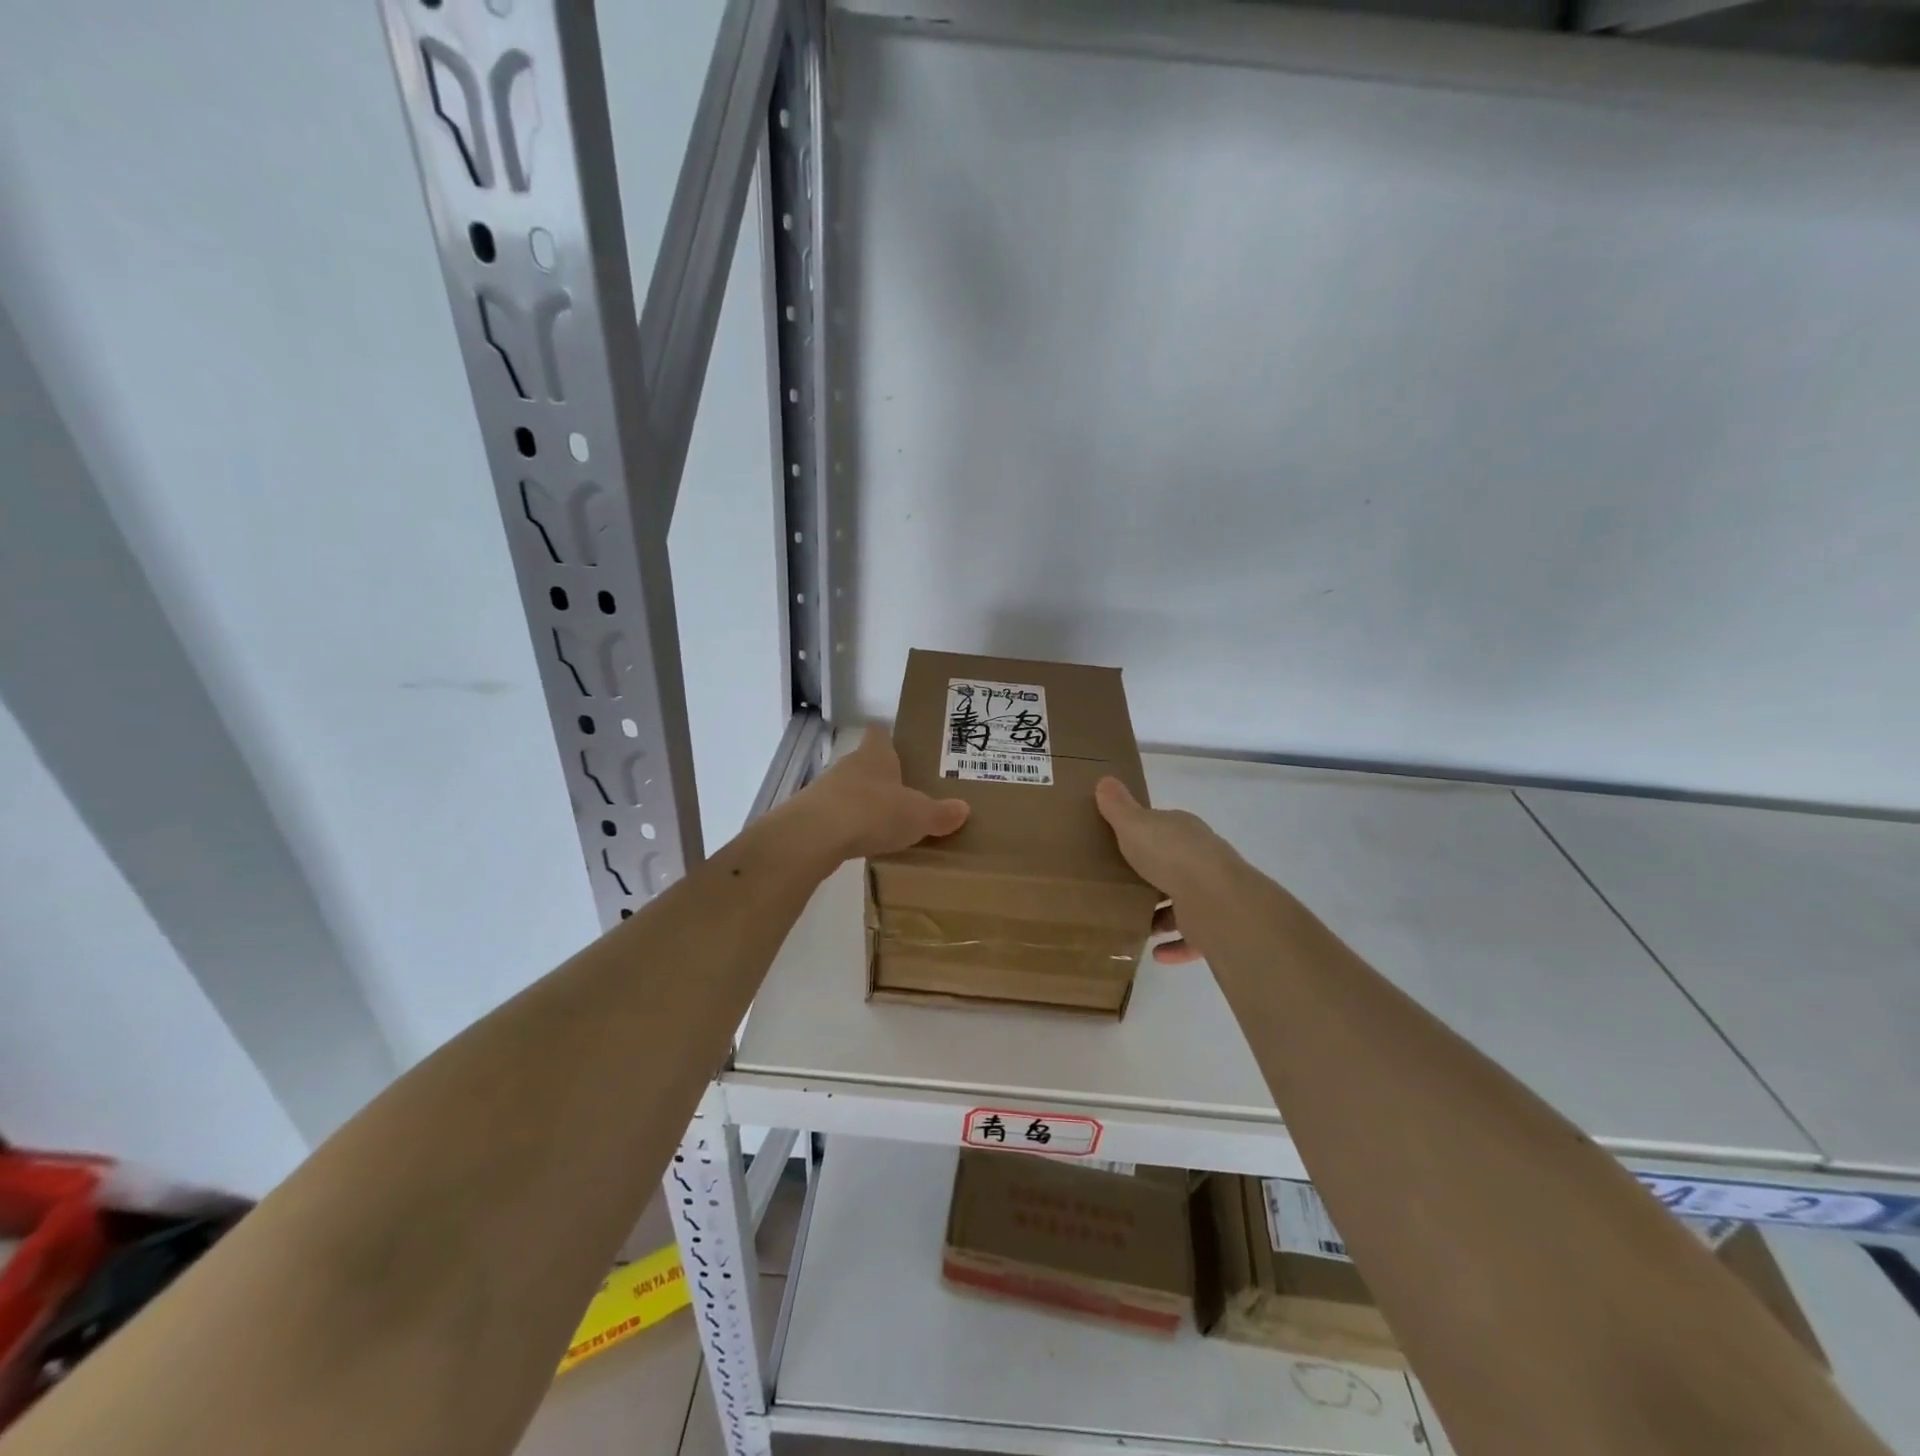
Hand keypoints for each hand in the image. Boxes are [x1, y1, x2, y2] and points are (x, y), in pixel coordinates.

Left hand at [783, 726, 969, 861]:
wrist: (815, 835)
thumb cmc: (874, 812)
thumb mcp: (918, 816)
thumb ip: (940, 813)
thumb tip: (963, 809)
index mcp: (875, 755)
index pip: (879, 734)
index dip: (888, 738)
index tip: (900, 747)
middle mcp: (849, 765)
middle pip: (865, 763)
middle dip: (881, 777)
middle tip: (904, 793)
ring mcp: (826, 789)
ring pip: (849, 790)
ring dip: (863, 803)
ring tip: (884, 822)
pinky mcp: (811, 815)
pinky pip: (836, 816)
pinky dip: (847, 826)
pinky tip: (859, 842)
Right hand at [1095, 776, 1237, 964]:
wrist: (1214, 899)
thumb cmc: (1170, 855)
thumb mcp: (1135, 825)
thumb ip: (1118, 807)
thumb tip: (1105, 780)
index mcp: (1184, 832)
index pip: (1164, 828)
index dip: (1143, 834)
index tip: (1120, 845)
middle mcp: (1201, 859)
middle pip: (1173, 865)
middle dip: (1151, 876)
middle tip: (1119, 886)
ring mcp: (1210, 894)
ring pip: (1183, 903)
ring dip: (1162, 915)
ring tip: (1133, 922)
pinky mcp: (1214, 926)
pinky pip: (1192, 939)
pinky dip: (1175, 946)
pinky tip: (1155, 954)